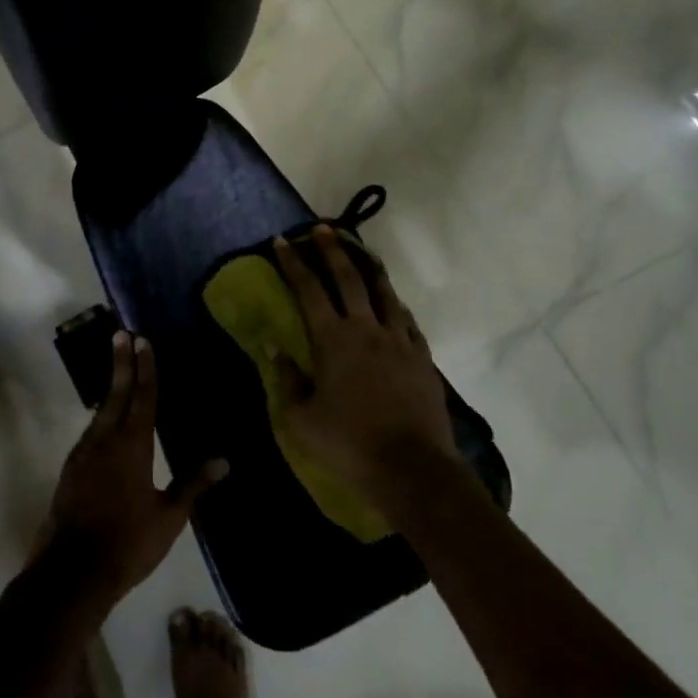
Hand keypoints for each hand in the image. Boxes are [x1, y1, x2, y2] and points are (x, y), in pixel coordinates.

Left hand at [38, 332, 227, 608]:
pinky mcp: (71, 467)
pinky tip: (106, 419)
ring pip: (100, 411)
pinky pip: (91, 431)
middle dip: (121, 363)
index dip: (145, 368)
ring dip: (110, 387)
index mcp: (132, 446)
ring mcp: (84, 452)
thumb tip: (224, 460)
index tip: (142, 340)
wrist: (72, 570)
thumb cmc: (128, 543)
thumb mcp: (169, 517)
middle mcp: (105, 440)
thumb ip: (193, 484)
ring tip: (119, 370)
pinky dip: (101, 415)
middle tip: (121, 334)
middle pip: (116, 393)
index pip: (143, 397)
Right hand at [271, 225, 457, 514]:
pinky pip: (407, 321)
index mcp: (332, 339)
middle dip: (332, 250)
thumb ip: (287, 380)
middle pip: (348, 278)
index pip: (308, 289)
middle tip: (322, 228)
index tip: (281, 241)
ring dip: (369, 267)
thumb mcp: (301, 419)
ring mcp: (399, 341)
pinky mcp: (422, 358)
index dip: (293, 263)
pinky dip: (395, 305)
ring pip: (384, 293)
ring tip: (361, 251)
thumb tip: (275, 349)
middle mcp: (366, 329)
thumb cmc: (348, 444)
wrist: (412, 468)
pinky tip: (393, 303)